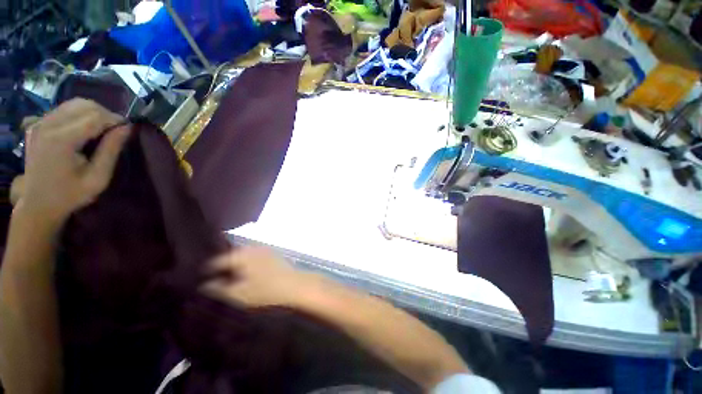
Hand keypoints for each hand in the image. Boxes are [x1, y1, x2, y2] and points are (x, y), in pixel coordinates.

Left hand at [18, 99, 130, 226]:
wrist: (37, 204)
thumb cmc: (70, 195)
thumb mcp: (98, 178)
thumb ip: (110, 151)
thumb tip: (127, 128)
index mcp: (61, 140)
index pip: (95, 116)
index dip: (115, 120)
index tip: (127, 130)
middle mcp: (48, 125)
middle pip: (84, 105)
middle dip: (105, 114)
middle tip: (115, 131)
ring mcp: (39, 123)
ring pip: (74, 103)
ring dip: (92, 112)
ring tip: (101, 129)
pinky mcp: (37, 124)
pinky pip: (63, 109)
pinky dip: (78, 114)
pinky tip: (83, 129)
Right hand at [201, 247, 317, 307]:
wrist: (295, 286)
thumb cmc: (266, 291)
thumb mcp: (239, 294)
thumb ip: (219, 289)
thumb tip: (204, 285)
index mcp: (241, 255)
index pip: (216, 261)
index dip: (207, 272)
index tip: (201, 282)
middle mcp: (251, 248)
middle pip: (230, 256)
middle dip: (222, 267)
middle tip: (215, 281)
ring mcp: (263, 249)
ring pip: (242, 256)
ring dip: (235, 265)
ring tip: (230, 279)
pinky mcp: (272, 254)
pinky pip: (253, 257)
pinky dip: (247, 264)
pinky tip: (247, 275)